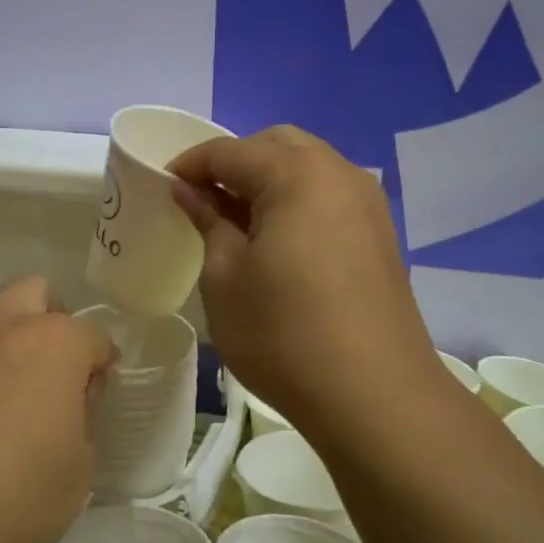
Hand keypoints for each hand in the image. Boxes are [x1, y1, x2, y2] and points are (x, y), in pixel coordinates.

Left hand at [0, 276, 116, 542]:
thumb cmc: (11, 499)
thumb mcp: (78, 471)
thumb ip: (82, 419)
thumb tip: (68, 399)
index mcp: (55, 343)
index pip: (94, 336)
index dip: (102, 365)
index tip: (96, 397)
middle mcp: (4, 323)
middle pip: (37, 293)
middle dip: (54, 321)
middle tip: (55, 371)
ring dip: (7, 326)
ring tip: (7, 377)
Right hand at [171, 126, 442, 434]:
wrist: (375, 396)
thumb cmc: (283, 333)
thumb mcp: (225, 275)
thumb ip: (207, 220)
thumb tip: (190, 191)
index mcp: (296, 174)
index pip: (229, 151)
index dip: (190, 165)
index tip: (163, 188)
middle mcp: (338, 173)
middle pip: (276, 146)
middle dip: (234, 163)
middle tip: (202, 200)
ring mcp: (367, 203)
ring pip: (307, 167)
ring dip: (268, 181)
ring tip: (237, 222)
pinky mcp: (380, 235)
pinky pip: (329, 196)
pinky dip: (297, 201)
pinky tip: (278, 242)